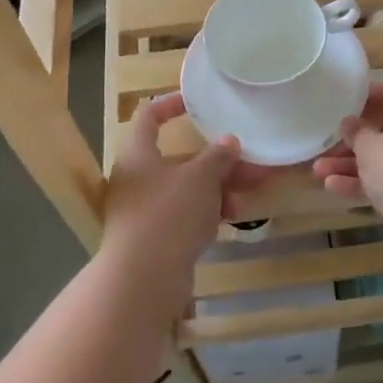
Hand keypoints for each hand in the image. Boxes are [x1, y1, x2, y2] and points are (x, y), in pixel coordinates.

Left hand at [103, 94, 266, 289]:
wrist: (143, 279)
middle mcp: (135, 178)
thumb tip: (229, 142)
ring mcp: (142, 209)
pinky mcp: (152, 237)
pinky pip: (182, 214)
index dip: (171, 104)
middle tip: (247, 163)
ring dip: (215, 189)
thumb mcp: (201, 178)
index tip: (197, 103)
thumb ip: (218, 156)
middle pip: (177, 158)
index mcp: (138, 154)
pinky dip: (204, 212)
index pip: (149, 115)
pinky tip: (227, 219)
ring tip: (242, 198)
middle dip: (215, 161)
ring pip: (184, 189)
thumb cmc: (169, 214)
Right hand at [311, 83, 382, 242]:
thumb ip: (357, 132)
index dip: (376, 94)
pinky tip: (334, 188)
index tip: (349, 99)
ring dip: (354, 165)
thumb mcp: (372, 147)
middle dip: (356, 139)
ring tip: (319, 170)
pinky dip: (367, 185)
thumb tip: (349, 123)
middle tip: (329, 141)